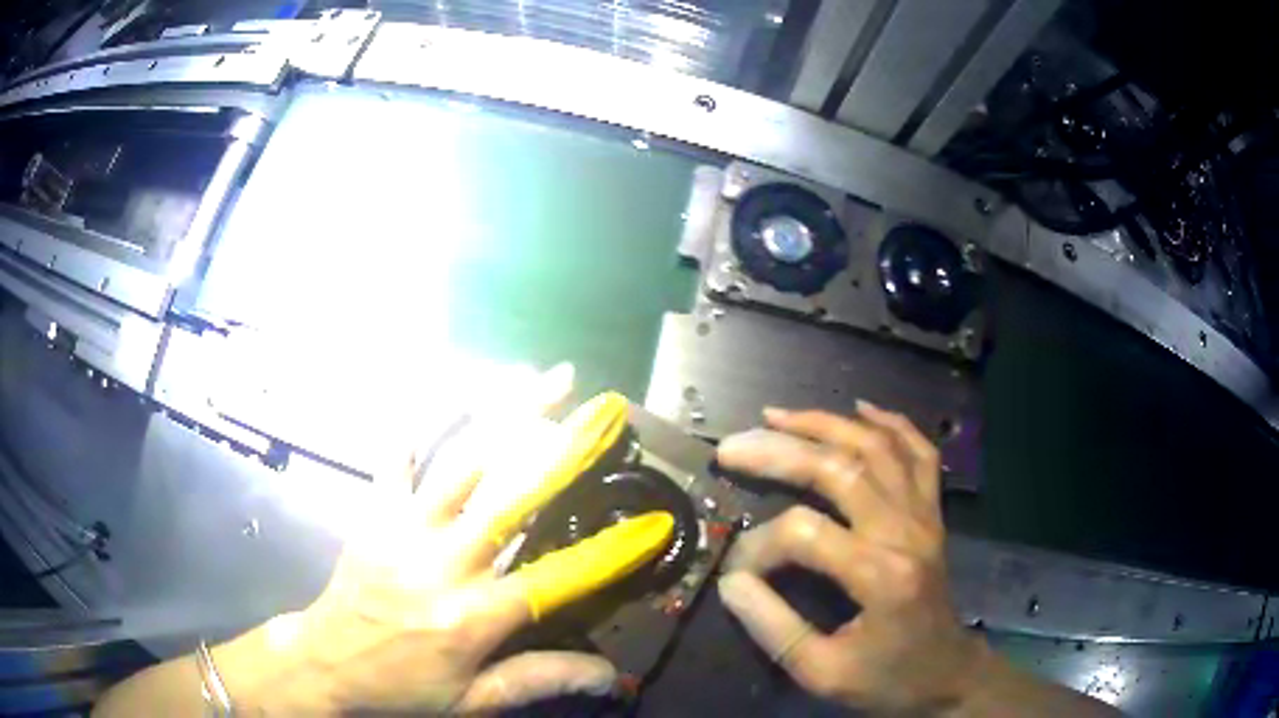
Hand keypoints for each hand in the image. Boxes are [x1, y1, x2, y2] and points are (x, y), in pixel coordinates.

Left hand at [216, 365, 619, 714]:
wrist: (325, 663)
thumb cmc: (403, 688)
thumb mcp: (473, 701)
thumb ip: (538, 681)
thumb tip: (608, 675)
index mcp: (473, 617)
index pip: (556, 579)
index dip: (610, 552)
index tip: (654, 523)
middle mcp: (443, 564)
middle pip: (511, 498)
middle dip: (563, 450)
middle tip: (601, 410)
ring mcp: (404, 530)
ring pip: (462, 464)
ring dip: (506, 416)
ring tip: (544, 379)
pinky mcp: (374, 514)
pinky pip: (397, 458)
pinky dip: (423, 422)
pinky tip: (449, 389)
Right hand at [714, 402, 986, 714]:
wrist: (947, 673)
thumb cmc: (887, 678)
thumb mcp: (823, 673)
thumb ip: (773, 628)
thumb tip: (732, 582)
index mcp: (881, 575)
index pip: (804, 534)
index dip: (759, 546)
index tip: (735, 572)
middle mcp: (906, 531)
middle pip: (841, 469)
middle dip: (780, 451)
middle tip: (732, 446)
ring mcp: (924, 515)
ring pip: (877, 447)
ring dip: (826, 424)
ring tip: (778, 414)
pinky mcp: (932, 512)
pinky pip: (920, 453)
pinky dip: (892, 424)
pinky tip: (862, 409)